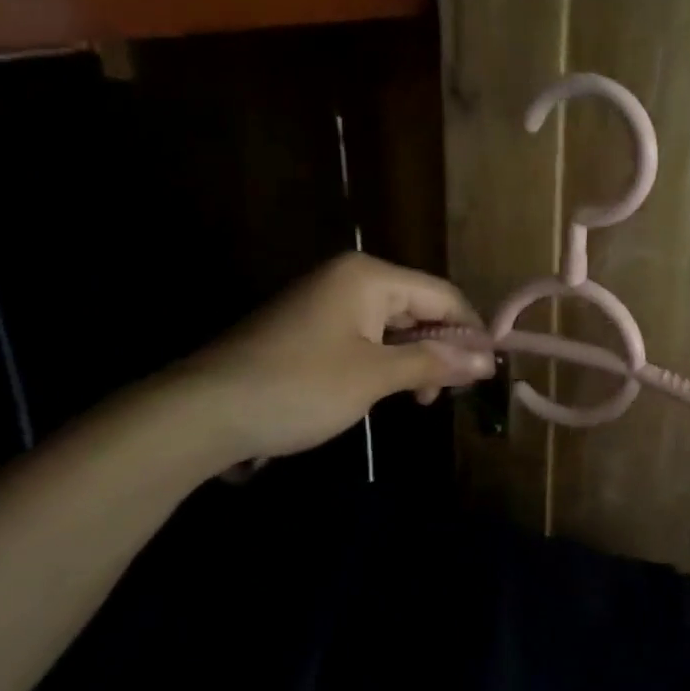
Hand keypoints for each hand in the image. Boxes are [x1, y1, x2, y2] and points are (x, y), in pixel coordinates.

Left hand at [178, 252, 493, 464]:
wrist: (201, 413)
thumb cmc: (299, 387)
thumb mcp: (375, 376)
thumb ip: (435, 362)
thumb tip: (487, 362)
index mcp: (368, 277)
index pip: (442, 296)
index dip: (471, 331)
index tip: (489, 371)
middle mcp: (350, 279)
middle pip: (419, 307)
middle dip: (442, 348)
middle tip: (453, 391)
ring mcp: (327, 303)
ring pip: (394, 325)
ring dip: (416, 359)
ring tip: (422, 398)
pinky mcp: (311, 329)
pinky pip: (367, 337)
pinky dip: (387, 362)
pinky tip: (392, 391)